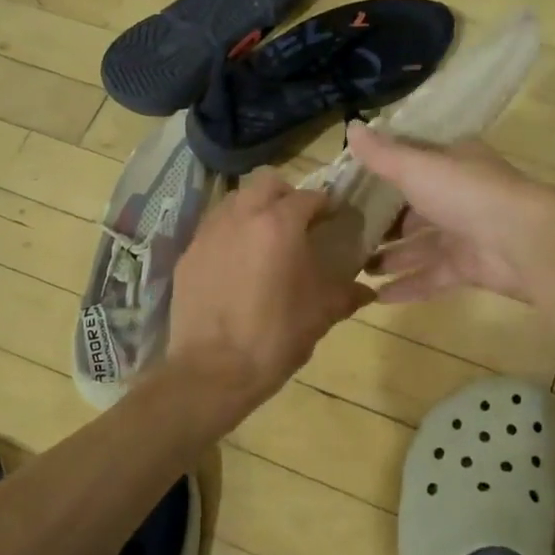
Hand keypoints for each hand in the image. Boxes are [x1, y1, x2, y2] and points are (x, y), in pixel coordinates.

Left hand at [166, 169, 373, 410]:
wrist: (211, 372)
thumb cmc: (275, 338)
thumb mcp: (320, 315)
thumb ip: (346, 294)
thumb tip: (367, 290)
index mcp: (279, 225)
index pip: (309, 196)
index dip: (326, 205)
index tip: (334, 220)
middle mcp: (241, 216)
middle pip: (266, 182)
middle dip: (286, 194)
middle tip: (297, 222)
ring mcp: (209, 233)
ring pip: (235, 200)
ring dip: (254, 209)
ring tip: (265, 240)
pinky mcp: (187, 254)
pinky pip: (214, 228)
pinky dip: (230, 234)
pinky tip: (237, 264)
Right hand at [349, 124, 554, 304]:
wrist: (523, 241)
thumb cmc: (466, 193)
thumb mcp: (416, 167)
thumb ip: (382, 154)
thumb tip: (349, 126)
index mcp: (452, 163)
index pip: (412, 164)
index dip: (382, 174)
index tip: (348, 187)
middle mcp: (459, 195)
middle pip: (414, 209)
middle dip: (383, 223)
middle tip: (344, 235)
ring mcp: (465, 234)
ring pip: (420, 246)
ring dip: (391, 257)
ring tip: (355, 268)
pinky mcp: (469, 268)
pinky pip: (432, 277)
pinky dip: (407, 285)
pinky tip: (377, 297)